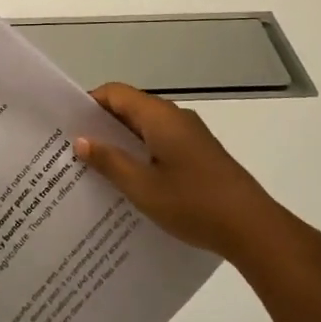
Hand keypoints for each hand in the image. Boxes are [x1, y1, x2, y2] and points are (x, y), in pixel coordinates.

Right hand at [74, 83, 308, 262]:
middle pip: (130, 108)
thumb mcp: (142, 187)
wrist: (253, 228)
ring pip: (146, 128)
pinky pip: (161, 143)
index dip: (89, 103)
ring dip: (121, 142)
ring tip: (95, 167)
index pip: (115, 93)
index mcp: (159, 117)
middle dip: (101, 125)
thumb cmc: (193, 204)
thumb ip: (110, 161)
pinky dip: (141, 153)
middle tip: (74, 148)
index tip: (67, 124)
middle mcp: (175, 117)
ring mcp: (191, 136)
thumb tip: (81, 140)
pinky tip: (130, 181)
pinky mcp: (200, 154)